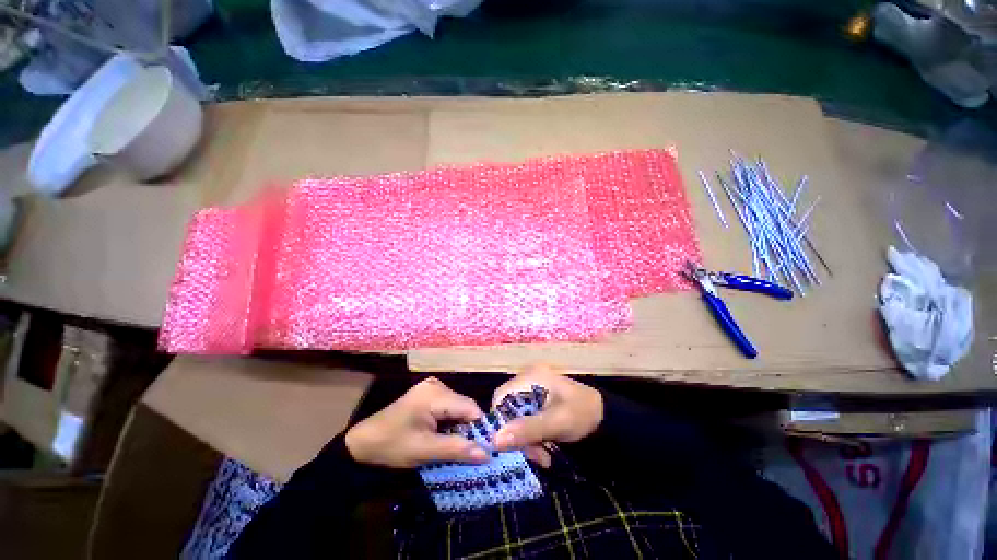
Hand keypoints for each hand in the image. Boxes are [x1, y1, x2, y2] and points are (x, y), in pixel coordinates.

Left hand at [345, 377, 489, 467]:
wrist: (362, 444)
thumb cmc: (392, 445)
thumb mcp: (425, 450)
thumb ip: (457, 449)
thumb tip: (487, 454)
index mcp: (436, 394)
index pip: (470, 408)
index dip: (480, 428)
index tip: (487, 449)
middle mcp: (437, 385)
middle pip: (464, 406)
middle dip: (469, 428)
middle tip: (472, 452)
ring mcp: (432, 388)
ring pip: (457, 407)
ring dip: (460, 426)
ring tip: (459, 446)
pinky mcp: (428, 395)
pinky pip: (448, 407)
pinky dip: (451, 422)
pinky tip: (446, 436)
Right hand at [491, 364, 603, 467]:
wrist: (604, 419)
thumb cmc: (582, 414)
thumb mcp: (557, 423)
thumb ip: (528, 430)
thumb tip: (494, 440)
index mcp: (531, 376)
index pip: (500, 396)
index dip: (499, 420)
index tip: (508, 445)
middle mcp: (527, 381)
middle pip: (507, 409)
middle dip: (516, 435)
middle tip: (533, 454)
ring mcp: (532, 392)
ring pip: (514, 418)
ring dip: (524, 440)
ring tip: (542, 456)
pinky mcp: (537, 404)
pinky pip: (524, 422)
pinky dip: (530, 438)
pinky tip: (543, 450)